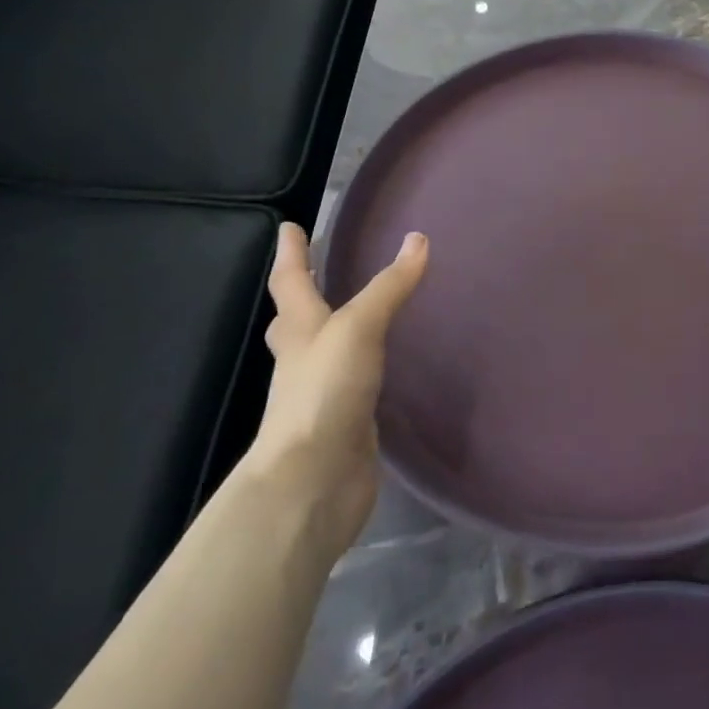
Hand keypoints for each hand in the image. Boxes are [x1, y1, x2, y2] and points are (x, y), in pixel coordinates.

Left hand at [246, 223, 428, 559]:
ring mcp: (323, 394)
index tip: (290, 226)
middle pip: (295, 319)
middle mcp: (304, 360)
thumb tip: (418, 239)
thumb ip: (389, 287)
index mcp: (300, 331)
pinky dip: (363, 368)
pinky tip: (383, 367)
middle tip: (318, 270)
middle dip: (303, 293)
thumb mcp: (358, 328)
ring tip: (359, 312)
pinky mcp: (347, 423)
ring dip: (333, 331)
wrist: (313, 483)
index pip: (291, 281)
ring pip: (324, 352)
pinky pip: (354, 384)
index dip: (292, 253)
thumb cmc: (324, 392)